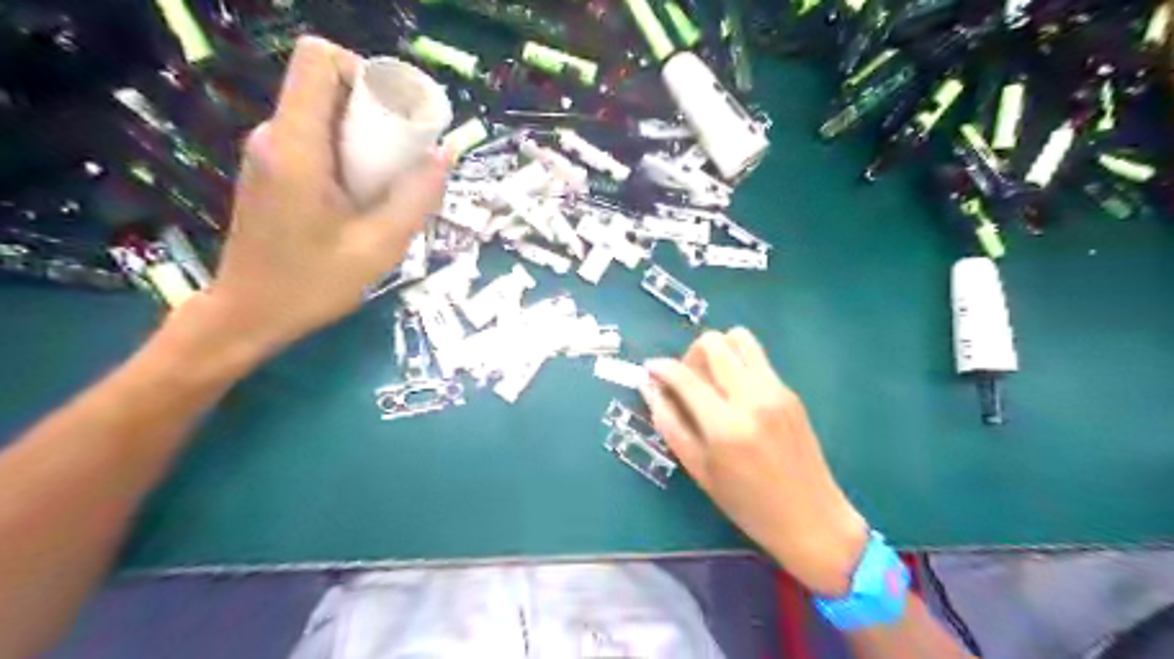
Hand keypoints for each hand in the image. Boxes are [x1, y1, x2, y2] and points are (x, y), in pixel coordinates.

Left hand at [194, 37, 451, 355]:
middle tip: (405, 158)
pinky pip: (317, 139)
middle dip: (374, 111)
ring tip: (390, 183)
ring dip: (364, 137)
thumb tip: (445, 154)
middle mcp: (275, 136)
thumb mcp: (380, 246)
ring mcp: (269, 152)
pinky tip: (364, 196)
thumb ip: (417, 197)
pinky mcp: (272, 170)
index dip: (362, 71)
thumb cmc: (313, 283)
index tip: (395, 116)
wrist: (251, 313)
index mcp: (296, 146)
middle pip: (327, 86)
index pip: (318, 60)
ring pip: (324, 114)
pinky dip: (348, 154)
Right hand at [640, 329, 869, 597]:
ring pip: (740, 338)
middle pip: (714, 343)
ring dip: (718, 350)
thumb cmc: (747, 504)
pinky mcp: (790, 392)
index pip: (684, 376)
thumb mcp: (698, 470)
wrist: (811, 519)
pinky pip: (757, 359)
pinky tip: (735, 395)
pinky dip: (737, 364)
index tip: (651, 370)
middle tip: (686, 380)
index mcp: (725, 426)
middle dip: (690, 354)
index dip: (660, 368)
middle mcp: (752, 398)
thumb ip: (670, 424)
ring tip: (712, 379)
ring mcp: (776, 391)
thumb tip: (649, 388)